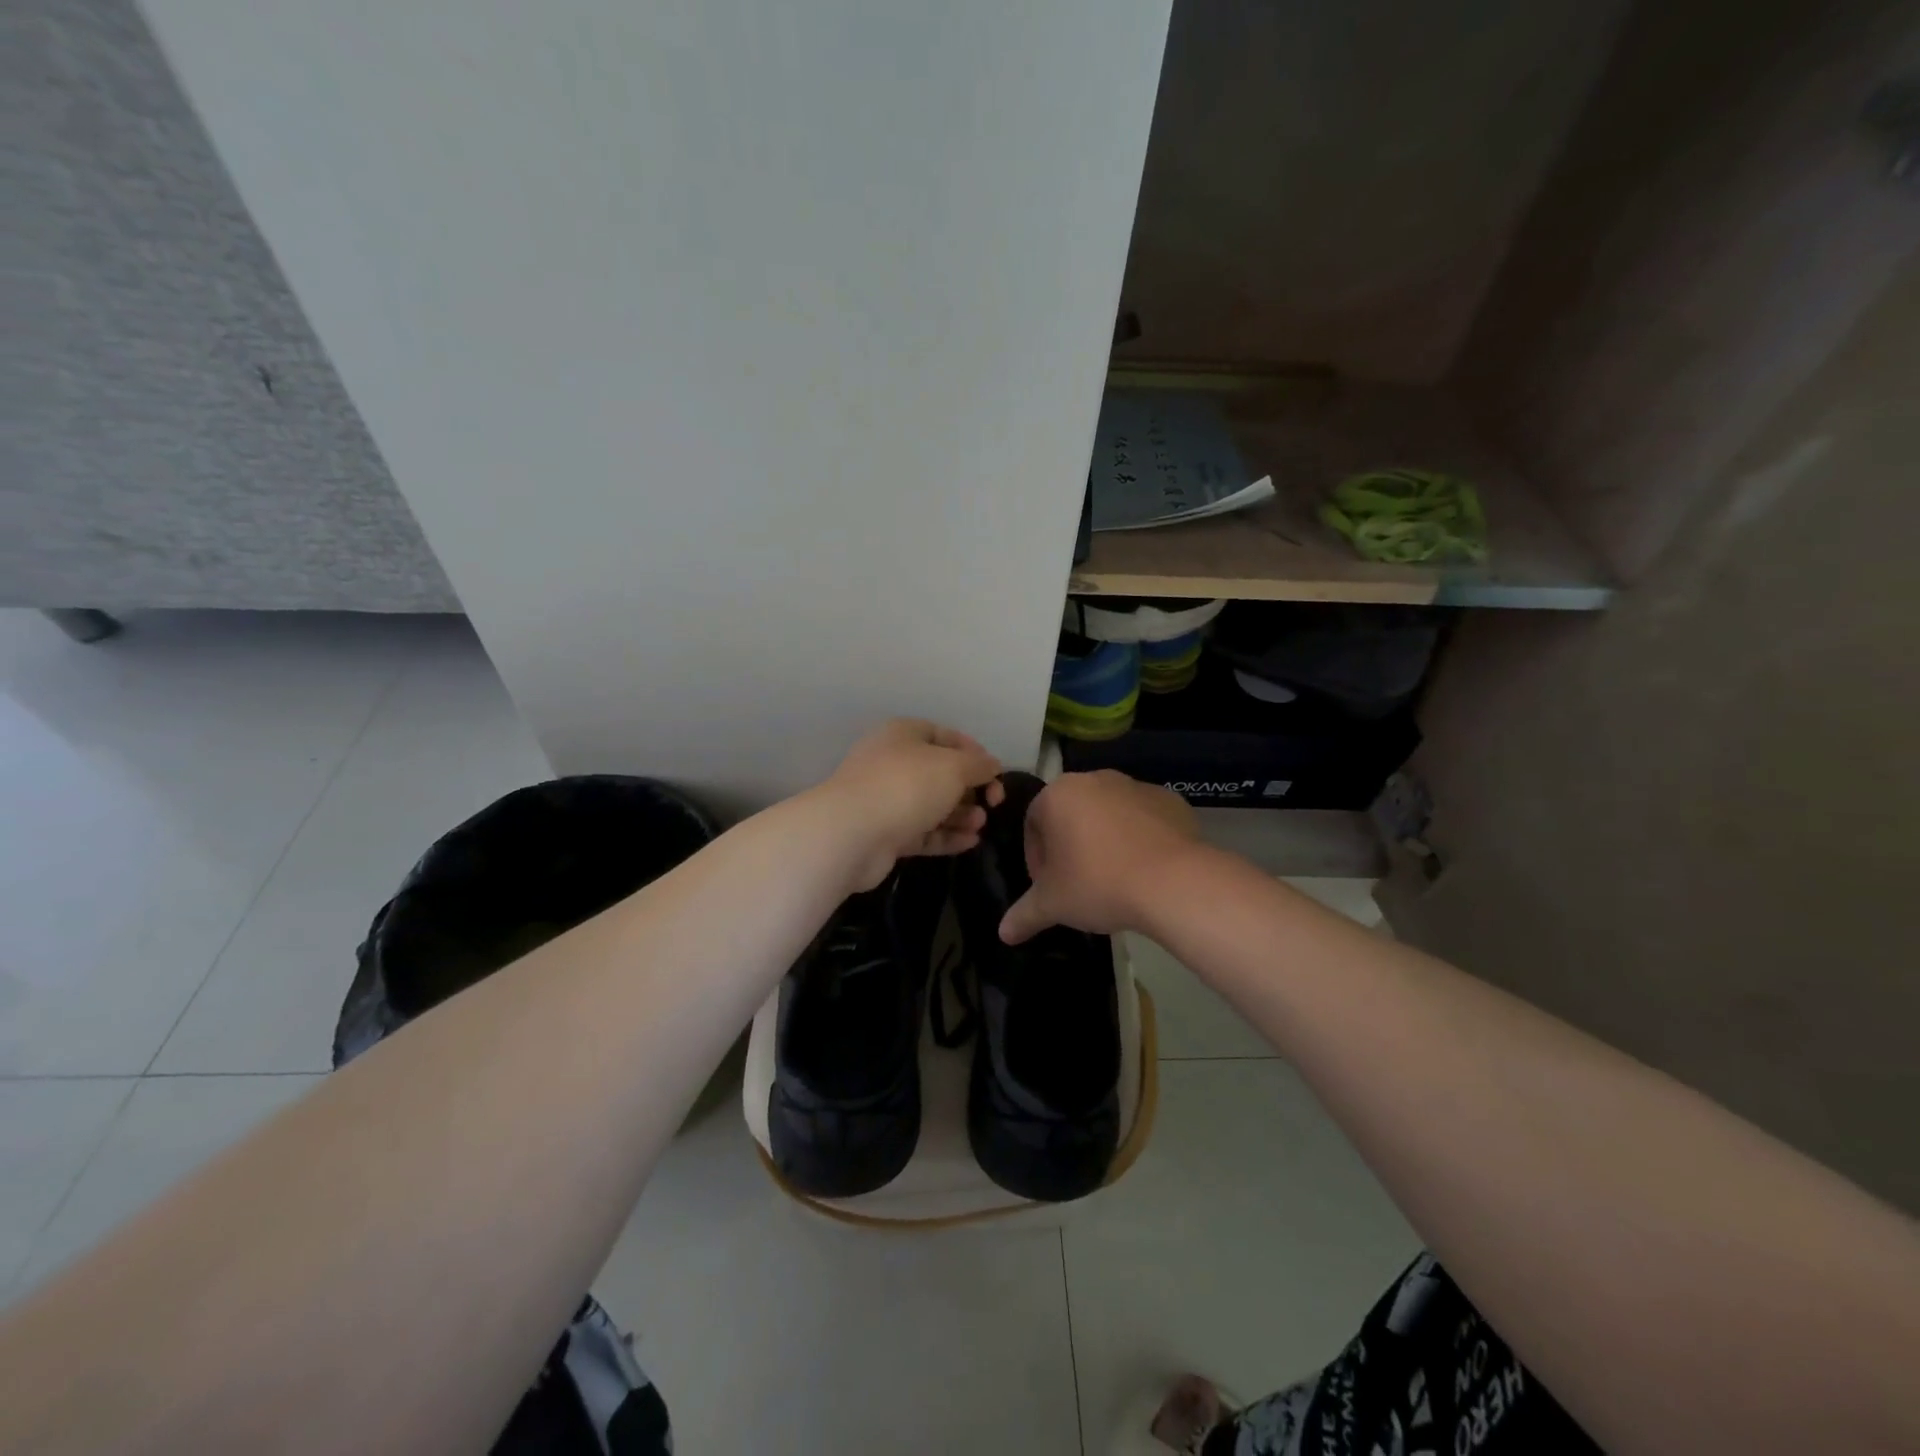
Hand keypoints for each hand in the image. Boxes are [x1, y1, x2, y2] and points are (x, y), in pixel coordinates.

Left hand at [819, 719, 1004, 889]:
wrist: (852, 834)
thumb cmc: (907, 786)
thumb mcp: (953, 767)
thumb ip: (978, 765)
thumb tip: (994, 765)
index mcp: (904, 735)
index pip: (946, 736)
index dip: (974, 752)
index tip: (996, 773)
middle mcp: (893, 763)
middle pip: (940, 773)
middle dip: (970, 788)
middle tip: (992, 804)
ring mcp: (887, 800)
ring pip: (932, 805)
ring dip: (961, 814)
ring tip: (980, 824)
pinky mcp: (886, 834)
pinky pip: (923, 832)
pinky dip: (946, 836)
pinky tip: (971, 842)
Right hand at [999, 771, 1199, 943]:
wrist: (1174, 882)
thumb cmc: (1099, 883)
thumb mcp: (1053, 904)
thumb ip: (1024, 914)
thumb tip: (1003, 933)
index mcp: (1058, 794)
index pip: (1033, 823)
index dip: (1036, 858)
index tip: (1048, 886)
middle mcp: (1095, 779)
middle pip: (1071, 815)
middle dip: (1070, 847)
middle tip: (1077, 884)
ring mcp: (1135, 786)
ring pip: (1108, 814)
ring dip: (1104, 841)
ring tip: (1113, 879)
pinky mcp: (1170, 800)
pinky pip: (1143, 819)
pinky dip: (1139, 839)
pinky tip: (1144, 870)